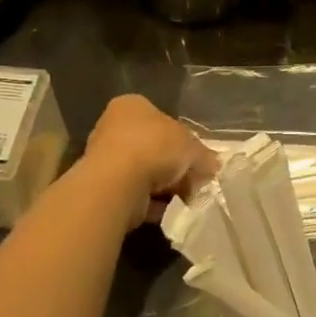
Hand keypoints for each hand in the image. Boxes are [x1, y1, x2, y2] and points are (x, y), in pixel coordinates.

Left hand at [84, 95, 218, 227]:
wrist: (117, 182)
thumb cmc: (155, 147)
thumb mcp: (192, 146)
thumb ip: (204, 155)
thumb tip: (214, 165)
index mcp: (132, 106)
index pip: (162, 119)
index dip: (184, 140)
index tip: (198, 159)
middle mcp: (113, 127)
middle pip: (154, 147)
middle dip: (175, 167)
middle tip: (195, 181)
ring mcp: (104, 157)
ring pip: (144, 172)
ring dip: (165, 186)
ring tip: (184, 199)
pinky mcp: (102, 186)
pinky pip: (135, 193)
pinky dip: (152, 202)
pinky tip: (168, 210)